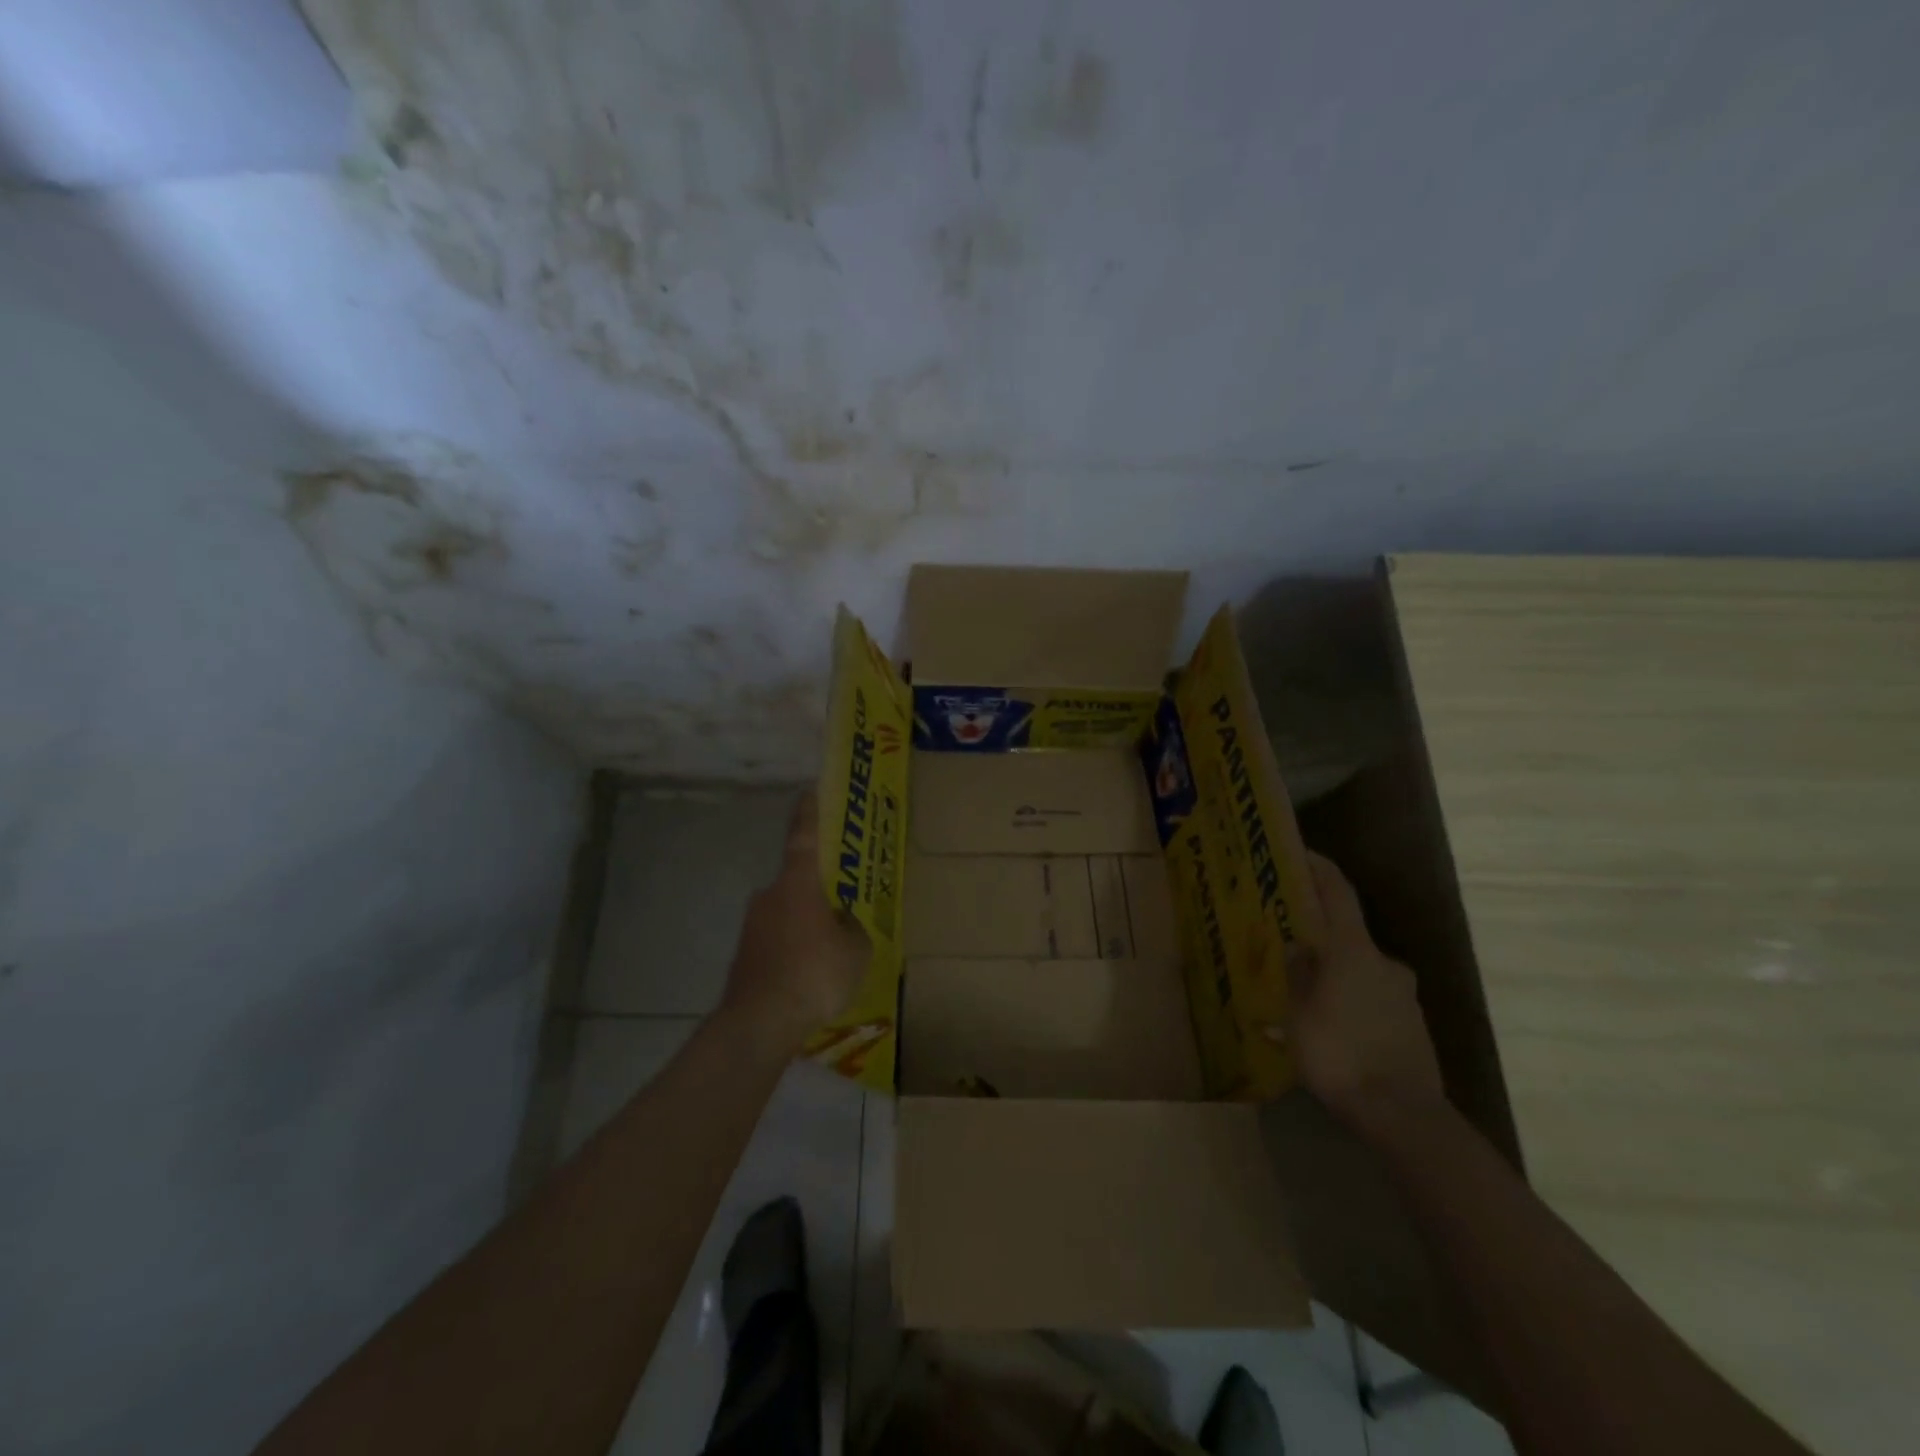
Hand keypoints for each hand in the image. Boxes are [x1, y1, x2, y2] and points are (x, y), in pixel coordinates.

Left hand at [720, 790, 870, 1051]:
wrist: (759, 1023)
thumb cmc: (814, 974)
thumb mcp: (856, 950)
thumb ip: (852, 928)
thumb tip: (842, 922)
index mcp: (797, 884)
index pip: (803, 838)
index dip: (808, 813)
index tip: (808, 790)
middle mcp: (769, 896)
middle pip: (798, 884)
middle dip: (818, 894)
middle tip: (841, 909)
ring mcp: (752, 926)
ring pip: (787, 916)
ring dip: (806, 927)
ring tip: (830, 956)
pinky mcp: (744, 955)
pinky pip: (777, 942)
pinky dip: (793, 951)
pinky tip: (808, 978)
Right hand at [1290, 851, 1445, 1126]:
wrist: (1402, 1115)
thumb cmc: (1339, 1054)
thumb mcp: (1299, 1013)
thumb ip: (1298, 974)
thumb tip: (1299, 948)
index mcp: (1354, 951)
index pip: (1338, 893)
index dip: (1319, 869)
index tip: (1301, 853)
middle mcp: (1385, 964)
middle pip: (1348, 937)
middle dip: (1319, 940)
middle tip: (1288, 948)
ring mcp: (1403, 995)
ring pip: (1359, 973)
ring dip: (1334, 977)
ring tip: (1303, 997)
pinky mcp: (1412, 1026)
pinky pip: (1372, 1001)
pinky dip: (1350, 1005)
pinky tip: (1329, 1032)